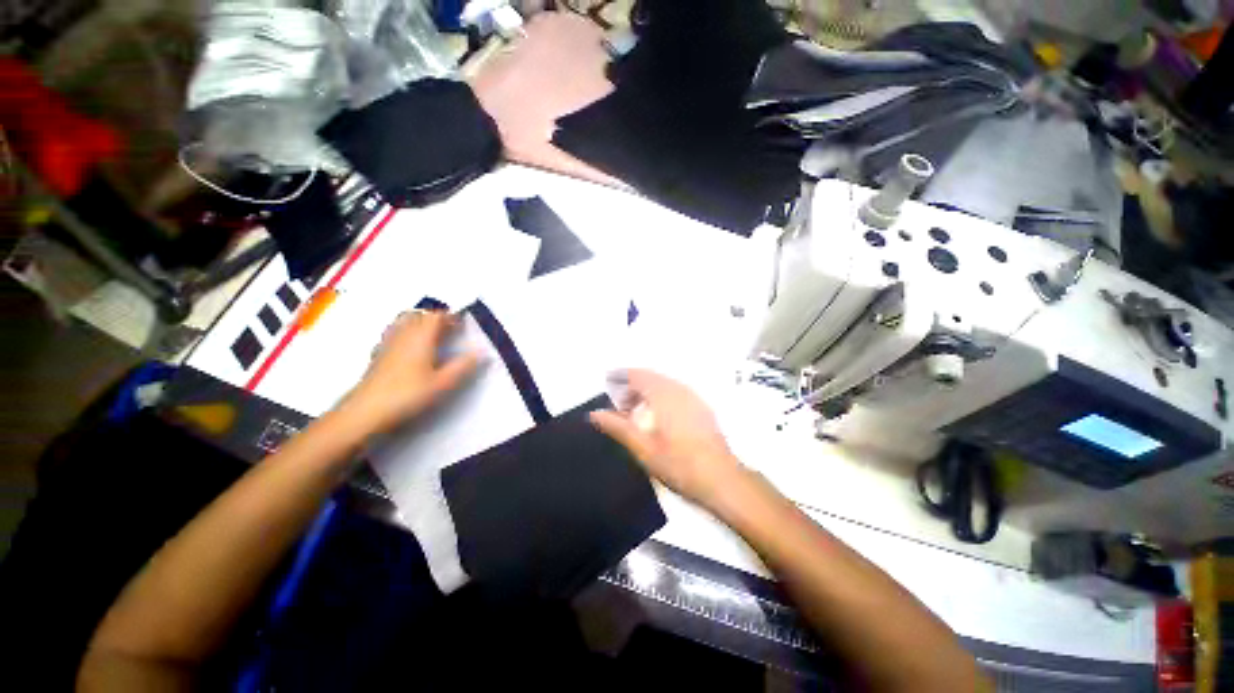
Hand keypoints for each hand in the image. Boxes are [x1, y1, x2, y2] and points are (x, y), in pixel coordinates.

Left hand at [341, 310, 479, 435]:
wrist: (366, 411)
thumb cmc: (408, 394)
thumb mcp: (443, 383)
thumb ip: (463, 366)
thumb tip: (482, 352)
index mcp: (421, 337)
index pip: (436, 316)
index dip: (450, 317)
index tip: (463, 324)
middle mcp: (403, 334)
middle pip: (419, 314)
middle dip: (435, 318)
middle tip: (450, 330)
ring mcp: (388, 343)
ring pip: (404, 322)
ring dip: (419, 323)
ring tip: (432, 335)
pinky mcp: (378, 354)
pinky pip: (394, 333)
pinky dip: (406, 333)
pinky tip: (411, 348)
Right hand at [590, 369, 746, 509]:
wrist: (722, 479)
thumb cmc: (679, 464)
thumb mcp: (643, 448)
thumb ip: (618, 427)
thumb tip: (594, 413)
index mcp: (664, 395)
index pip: (638, 375)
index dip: (621, 375)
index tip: (607, 379)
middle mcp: (680, 389)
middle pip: (651, 377)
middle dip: (633, 385)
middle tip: (619, 403)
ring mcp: (694, 397)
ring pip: (664, 384)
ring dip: (647, 391)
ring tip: (635, 411)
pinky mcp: (702, 407)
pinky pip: (676, 391)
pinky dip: (661, 396)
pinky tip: (658, 416)